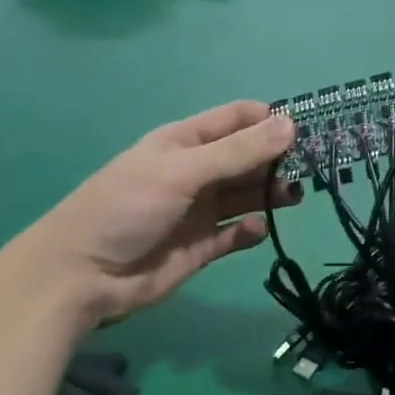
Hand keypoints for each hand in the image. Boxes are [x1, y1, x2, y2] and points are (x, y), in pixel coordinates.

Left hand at [5, 101, 298, 331]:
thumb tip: (290, 125)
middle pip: (246, 158)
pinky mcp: (201, 248)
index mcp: (184, 143)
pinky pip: (235, 234)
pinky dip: (250, 231)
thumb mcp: (181, 171)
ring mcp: (198, 211)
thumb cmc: (126, 208)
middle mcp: (195, 173)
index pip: (235, 119)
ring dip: (270, 193)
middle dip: (277, 159)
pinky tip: (257, 230)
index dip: (268, 120)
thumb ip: (237, 152)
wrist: (81, 275)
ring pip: (246, 196)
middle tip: (312, 168)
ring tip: (293, 196)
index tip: (304, 130)